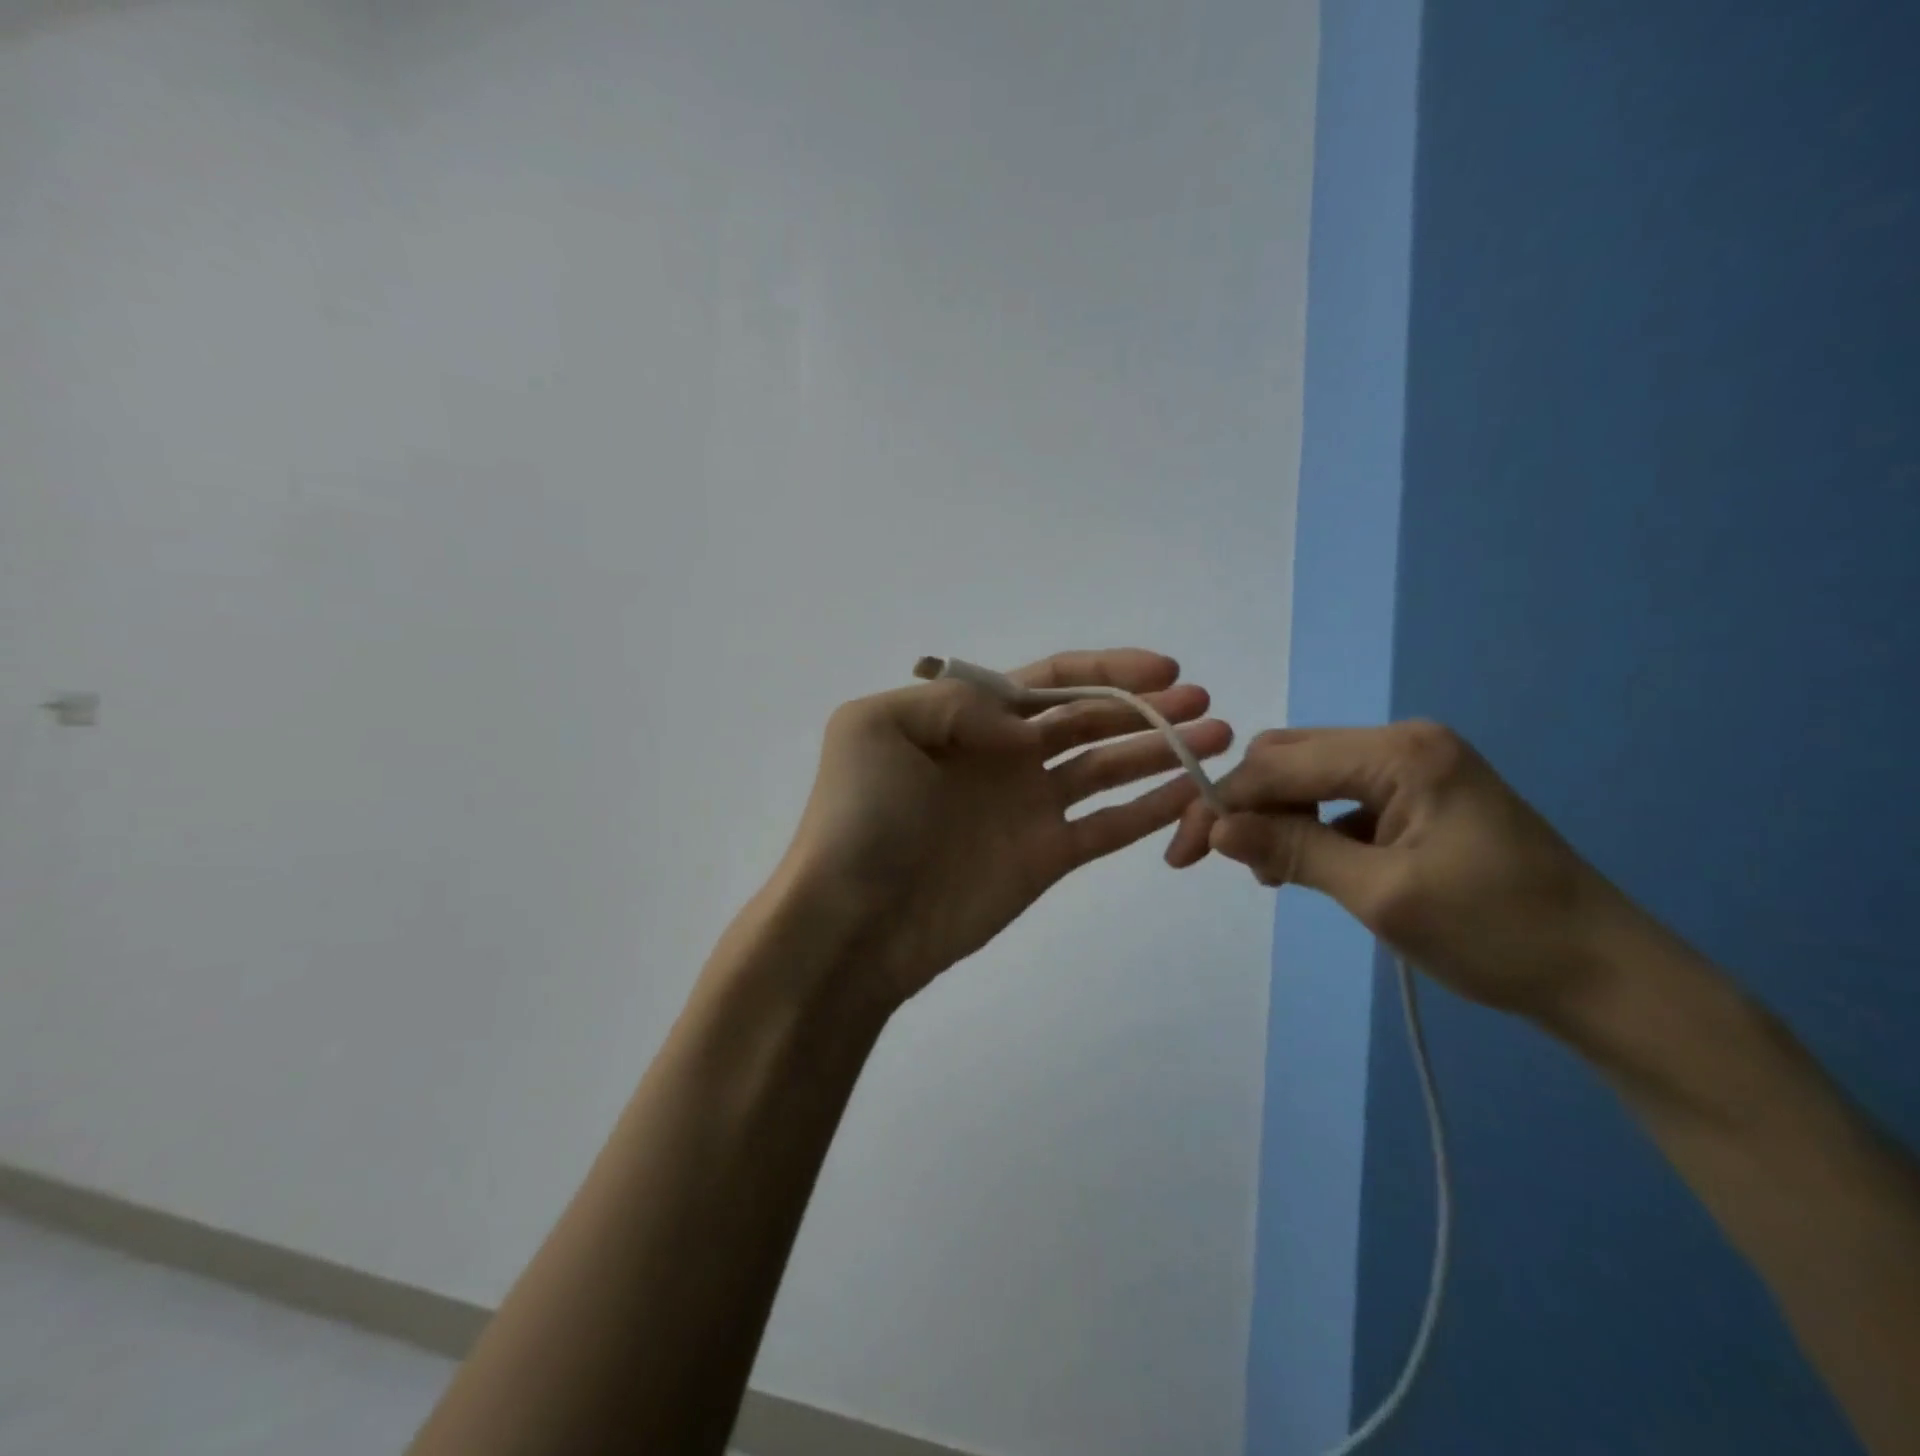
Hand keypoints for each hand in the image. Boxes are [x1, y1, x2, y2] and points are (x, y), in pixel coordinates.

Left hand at [775, 649, 1232, 1006]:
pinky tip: (1191, 790)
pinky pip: (1108, 826)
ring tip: (1215, 736)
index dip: (1105, 671)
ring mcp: (1027, 808)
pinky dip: (1149, 809)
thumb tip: (1023, 726)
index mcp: (964, 719)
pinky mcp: (1045, 857)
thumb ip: (956, 705)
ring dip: (1159, 751)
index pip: (1046, 682)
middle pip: (1086, 720)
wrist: (853, 921)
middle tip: (1203, 703)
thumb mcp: (878, 728)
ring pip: (1106, 768)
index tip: (1164, 670)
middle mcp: (1001, 757)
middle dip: (1143, 708)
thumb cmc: (861, 819)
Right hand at [1166, 721, 1636, 1027]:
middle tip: (1209, 860)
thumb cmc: (1497, 935)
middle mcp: (1404, 743)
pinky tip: (1300, 864)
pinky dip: (1308, 826)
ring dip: (1274, 816)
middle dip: (1242, 804)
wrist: (1608, 978)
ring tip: (1262, 872)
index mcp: (1400, 752)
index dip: (1221, 803)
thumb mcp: (1381, 895)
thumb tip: (1214, 829)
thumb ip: (1292, 851)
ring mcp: (1415, 768)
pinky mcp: (1420, 797)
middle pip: (1290, 759)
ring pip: (1310, 777)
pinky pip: (1340, 798)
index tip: (1181, 854)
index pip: (1279, 764)